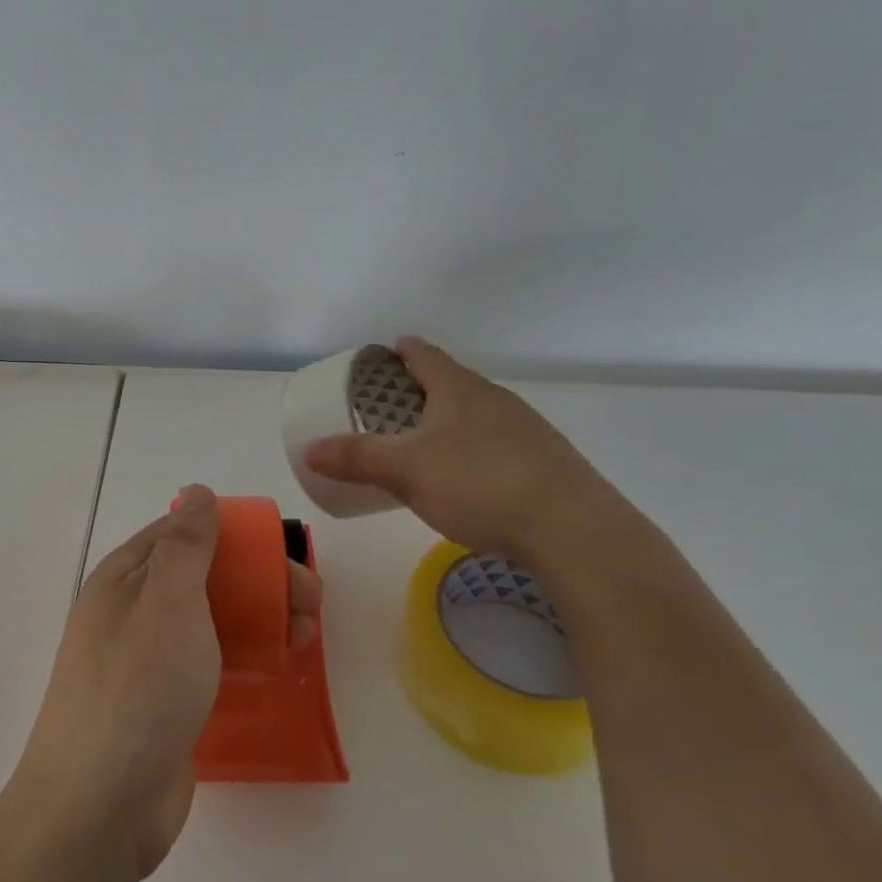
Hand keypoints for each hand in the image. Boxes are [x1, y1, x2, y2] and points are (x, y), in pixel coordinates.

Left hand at [12, 484, 322, 881]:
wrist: (100, 805)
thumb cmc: (138, 685)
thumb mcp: (166, 600)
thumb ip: (186, 544)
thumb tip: (196, 492)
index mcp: (126, 578)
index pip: (182, 533)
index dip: (233, 534)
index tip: (280, 550)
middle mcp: (134, 612)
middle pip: (205, 578)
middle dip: (259, 581)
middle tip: (311, 601)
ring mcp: (148, 661)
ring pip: (212, 622)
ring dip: (260, 619)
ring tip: (306, 637)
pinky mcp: (165, 704)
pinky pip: (210, 664)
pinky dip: (244, 657)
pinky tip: (278, 667)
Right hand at [303, 337, 621, 562]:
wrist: (573, 531)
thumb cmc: (479, 484)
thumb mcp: (405, 471)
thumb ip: (355, 458)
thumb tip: (308, 450)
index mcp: (459, 389)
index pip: (425, 354)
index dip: (401, 350)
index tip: (383, 353)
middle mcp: (495, 399)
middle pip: (452, 382)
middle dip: (421, 389)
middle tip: (391, 406)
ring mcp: (526, 429)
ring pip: (477, 414)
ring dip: (449, 421)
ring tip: (425, 444)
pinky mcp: (546, 462)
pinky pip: (498, 443)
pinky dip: (474, 449)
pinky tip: (469, 479)